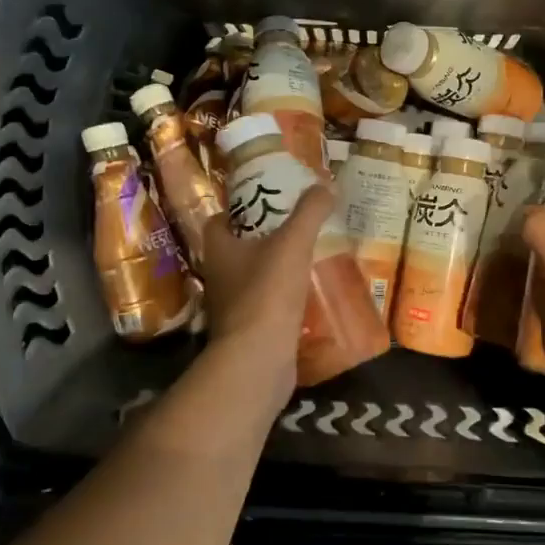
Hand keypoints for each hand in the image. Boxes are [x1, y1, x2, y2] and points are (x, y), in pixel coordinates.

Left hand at [194, 186, 332, 393]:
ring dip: (275, 268)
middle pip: (238, 248)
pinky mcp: (248, 330)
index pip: (220, 220)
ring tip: (308, 256)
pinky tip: (308, 292)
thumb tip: (326, 185)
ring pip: (253, 277)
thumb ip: (309, 212)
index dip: (240, 209)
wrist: (257, 360)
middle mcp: (218, 276)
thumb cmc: (267, 293)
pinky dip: (283, 298)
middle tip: (296, 226)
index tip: (268, 201)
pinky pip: (266, 305)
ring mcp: (231, 306)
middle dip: (264, 238)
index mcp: (218, 249)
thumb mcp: (292, 243)